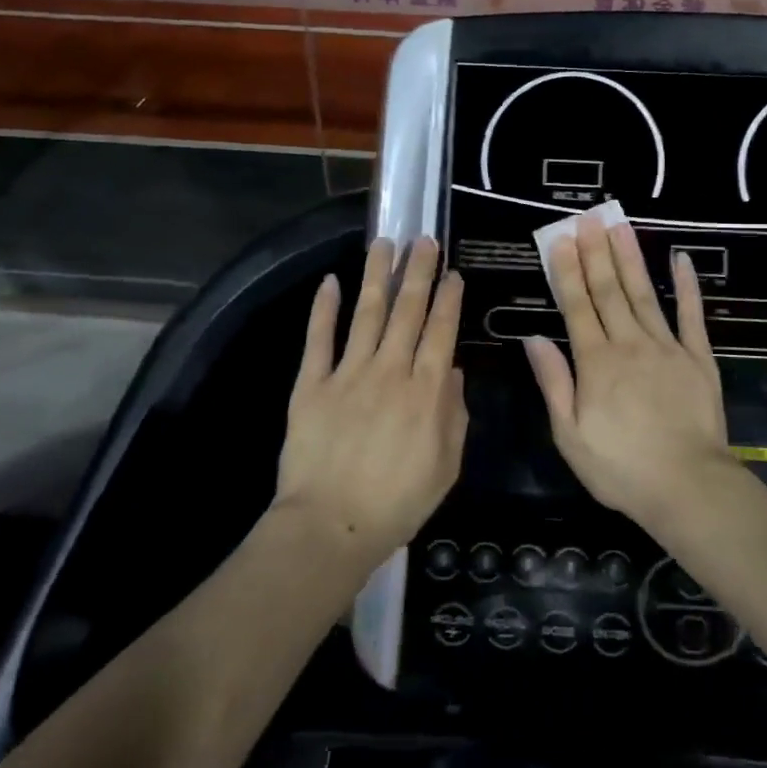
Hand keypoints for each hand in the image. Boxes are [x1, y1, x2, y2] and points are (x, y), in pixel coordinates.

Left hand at [277, 237, 467, 563]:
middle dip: (418, 272)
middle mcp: (390, 370)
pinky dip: (324, 308)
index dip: (448, 299)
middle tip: (424, 240)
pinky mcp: (312, 384)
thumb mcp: (446, 466)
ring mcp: (348, 373)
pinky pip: (319, 339)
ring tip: (384, 243)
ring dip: (377, 275)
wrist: (330, 527)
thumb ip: (454, 415)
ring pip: (367, 312)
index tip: (453, 273)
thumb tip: (451, 370)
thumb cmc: (397, 503)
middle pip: (407, 311)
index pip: (441, 331)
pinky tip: (330, 281)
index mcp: (426, 391)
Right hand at [525, 213, 736, 528]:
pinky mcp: (698, 358)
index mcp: (596, 363)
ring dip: (630, 258)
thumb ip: (554, 382)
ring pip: (644, 294)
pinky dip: (687, 286)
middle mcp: (629, 344)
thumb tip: (534, 338)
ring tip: (620, 225)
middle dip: (596, 252)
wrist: (687, 486)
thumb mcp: (570, 434)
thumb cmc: (621, 467)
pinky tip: (681, 259)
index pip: (577, 306)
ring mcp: (667, 347)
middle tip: (588, 218)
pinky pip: (691, 315)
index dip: (567, 271)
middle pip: (609, 291)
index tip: (561, 239)